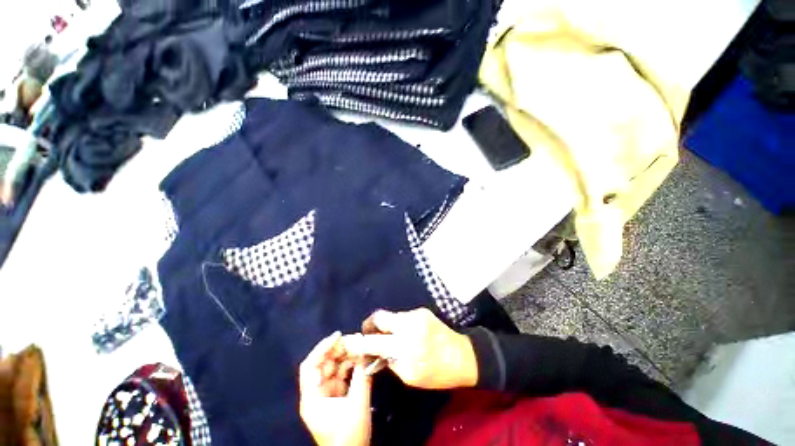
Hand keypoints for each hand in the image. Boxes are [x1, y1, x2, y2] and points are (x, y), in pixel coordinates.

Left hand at [299, 331, 372, 445]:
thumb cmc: (349, 435)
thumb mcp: (357, 404)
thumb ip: (362, 376)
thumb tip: (366, 352)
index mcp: (312, 398)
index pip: (311, 365)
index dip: (323, 347)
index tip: (338, 335)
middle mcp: (315, 394)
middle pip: (323, 364)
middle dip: (338, 350)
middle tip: (355, 340)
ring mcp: (325, 396)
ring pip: (333, 369)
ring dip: (346, 358)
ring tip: (360, 347)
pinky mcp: (335, 399)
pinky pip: (341, 377)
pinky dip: (350, 367)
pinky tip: (360, 360)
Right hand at [348, 308, 477, 389]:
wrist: (463, 355)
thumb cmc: (437, 372)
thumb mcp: (410, 376)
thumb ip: (390, 362)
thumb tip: (375, 353)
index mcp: (405, 347)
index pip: (375, 341)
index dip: (361, 341)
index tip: (352, 341)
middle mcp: (408, 325)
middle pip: (380, 317)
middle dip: (371, 325)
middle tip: (369, 334)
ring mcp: (416, 314)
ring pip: (392, 317)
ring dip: (388, 326)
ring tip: (392, 337)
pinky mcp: (422, 311)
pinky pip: (404, 316)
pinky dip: (400, 324)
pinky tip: (407, 334)